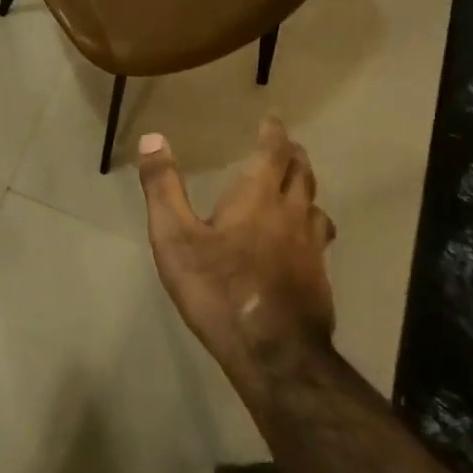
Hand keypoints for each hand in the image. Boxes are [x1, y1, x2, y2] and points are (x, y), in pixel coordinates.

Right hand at [136, 117, 336, 384]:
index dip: (274, 133)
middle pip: (302, 174)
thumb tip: (153, 137)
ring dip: (307, 189)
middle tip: (287, 147)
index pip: (274, 153)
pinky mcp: (320, 278)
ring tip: (298, 188)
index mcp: (258, 198)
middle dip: (294, 156)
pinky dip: (312, 226)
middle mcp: (291, 214)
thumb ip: (163, 188)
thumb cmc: (217, 289)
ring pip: (316, 206)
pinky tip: (303, 243)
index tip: (274, 120)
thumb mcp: (175, 238)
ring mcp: (311, 248)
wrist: (273, 353)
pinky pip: (319, 239)